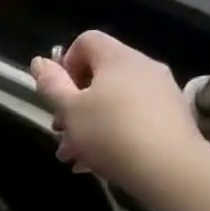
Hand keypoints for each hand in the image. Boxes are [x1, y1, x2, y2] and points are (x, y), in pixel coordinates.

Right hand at [29, 31, 209, 196]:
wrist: (169, 169)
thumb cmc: (110, 133)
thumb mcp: (69, 109)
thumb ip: (51, 84)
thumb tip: (39, 61)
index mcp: (118, 59)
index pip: (86, 41)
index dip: (65, 63)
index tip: (58, 93)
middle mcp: (143, 68)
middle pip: (98, 75)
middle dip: (73, 103)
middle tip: (60, 131)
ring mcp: (161, 92)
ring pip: (113, 101)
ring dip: (88, 124)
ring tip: (74, 155)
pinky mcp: (171, 117)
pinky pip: (132, 117)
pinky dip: (112, 133)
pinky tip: (97, 161)